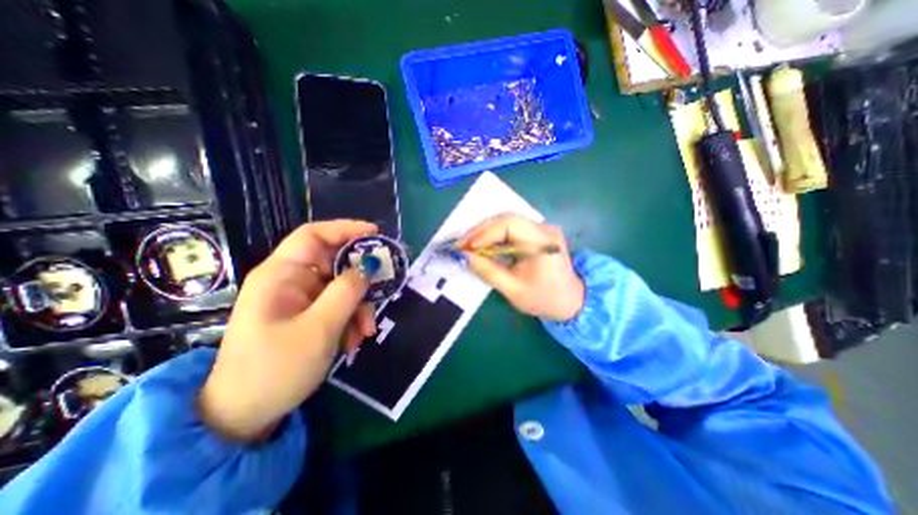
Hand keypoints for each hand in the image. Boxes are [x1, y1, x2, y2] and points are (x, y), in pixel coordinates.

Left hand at [198, 219, 375, 439]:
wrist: (245, 416)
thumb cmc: (275, 369)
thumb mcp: (319, 329)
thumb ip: (346, 292)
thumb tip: (369, 266)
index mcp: (281, 275)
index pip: (314, 236)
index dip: (346, 229)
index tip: (376, 235)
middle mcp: (291, 281)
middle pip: (335, 263)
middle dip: (361, 280)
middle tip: (382, 291)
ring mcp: (300, 299)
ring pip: (342, 287)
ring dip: (359, 306)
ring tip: (366, 331)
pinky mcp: (308, 315)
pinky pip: (338, 306)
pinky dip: (351, 319)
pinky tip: (354, 341)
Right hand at [457, 213, 583, 321]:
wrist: (571, 301)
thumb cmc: (544, 299)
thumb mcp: (512, 289)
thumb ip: (487, 271)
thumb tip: (464, 256)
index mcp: (542, 242)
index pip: (509, 224)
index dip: (484, 233)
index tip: (467, 247)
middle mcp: (544, 229)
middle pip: (506, 219)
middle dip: (480, 231)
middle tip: (462, 245)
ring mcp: (542, 229)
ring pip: (507, 221)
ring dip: (485, 232)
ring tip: (469, 245)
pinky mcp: (538, 233)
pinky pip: (512, 228)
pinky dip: (495, 236)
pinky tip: (484, 245)